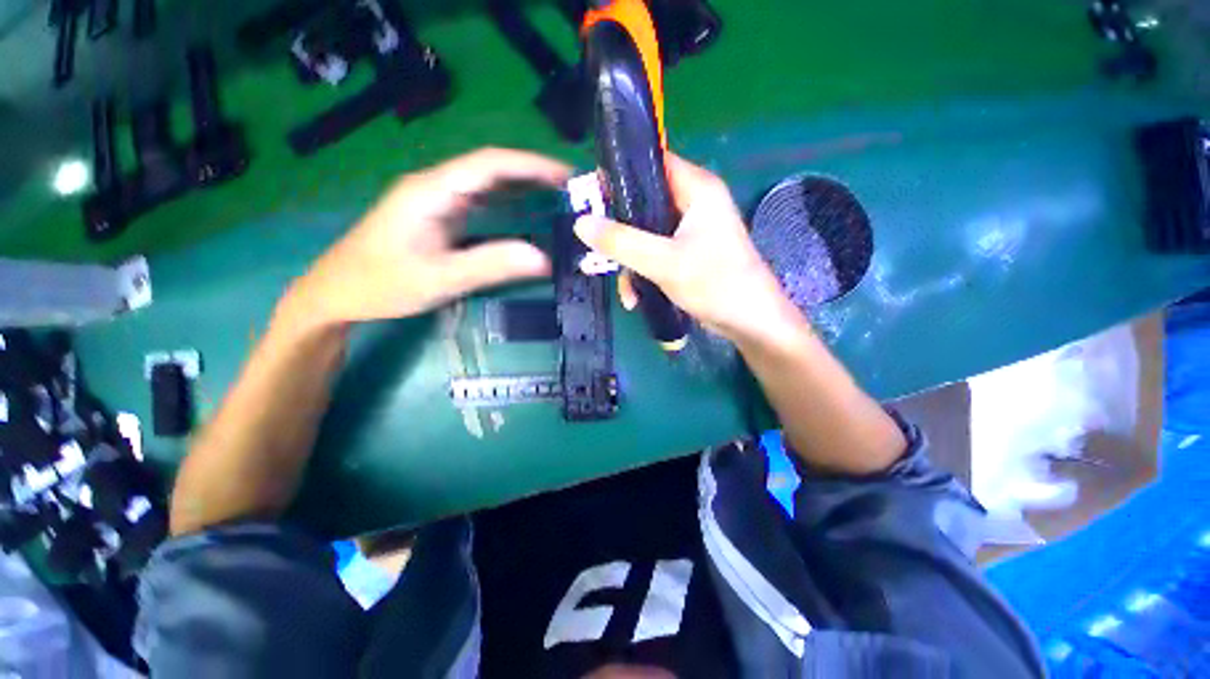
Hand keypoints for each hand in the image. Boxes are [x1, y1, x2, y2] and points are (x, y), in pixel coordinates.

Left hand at [282, 149, 570, 328]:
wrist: (337, 292)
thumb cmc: (382, 284)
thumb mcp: (440, 278)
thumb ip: (491, 265)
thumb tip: (544, 259)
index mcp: (432, 191)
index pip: (489, 165)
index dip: (530, 166)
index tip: (566, 176)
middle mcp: (436, 187)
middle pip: (490, 169)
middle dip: (532, 173)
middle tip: (571, 188)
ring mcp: (437, 200)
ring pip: (486, 183)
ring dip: (522, 186)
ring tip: (558, 195)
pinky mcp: (439, 215)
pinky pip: (480, 201)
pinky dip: (508, 202)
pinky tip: (526, 209)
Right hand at [573, 154, 799, 342]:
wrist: (749, 322)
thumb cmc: (716, 284)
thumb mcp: (663, 262)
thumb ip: (621, 242)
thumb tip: (580, 223)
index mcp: (697, 189)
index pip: (651, 163)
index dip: (618, 175)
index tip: (589, 197)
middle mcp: (693, 203)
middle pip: (643, 203)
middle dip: (619, 232)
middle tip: (598, 250)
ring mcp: (690, 230)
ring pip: (645, 233)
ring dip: (630, 262)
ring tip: (626, 290)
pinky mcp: (686, 253)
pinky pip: (654, 253)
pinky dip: (642, 272)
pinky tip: (635, 297)